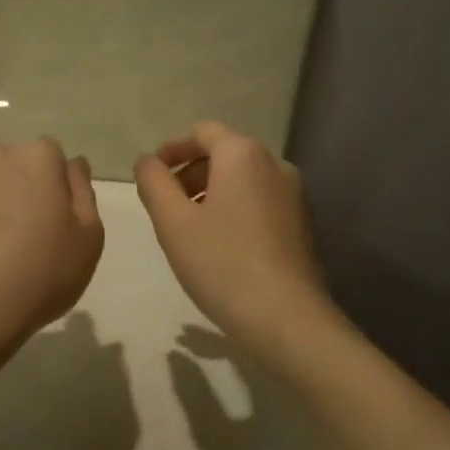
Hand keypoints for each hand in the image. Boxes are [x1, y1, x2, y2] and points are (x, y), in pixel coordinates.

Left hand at [0, 140, 104, 357]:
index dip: (57, 186)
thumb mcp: (89, 237)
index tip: (58, 219)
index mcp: (35, 157)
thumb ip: (83, 191)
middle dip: (20, 186)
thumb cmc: (40, 273)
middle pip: (13, 164)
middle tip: (28, 232)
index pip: (53, 155)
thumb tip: (72, 165)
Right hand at [133, 122, 330, 344]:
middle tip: (167, 206)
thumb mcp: (173, 222)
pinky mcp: (302, 222)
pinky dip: (235, 208)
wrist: (285, 316)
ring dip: (212, 192)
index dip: (173, 149)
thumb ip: (154, 183)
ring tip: (190, 228)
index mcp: (243, 154)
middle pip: (225, 153)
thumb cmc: (221, 263)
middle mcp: (274, 164)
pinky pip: (260, 200)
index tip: (153, 175)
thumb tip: (147, 161)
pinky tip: (221, 245)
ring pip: (243, 179)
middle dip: (191, 173)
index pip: (203, 132)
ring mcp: (293, 193)